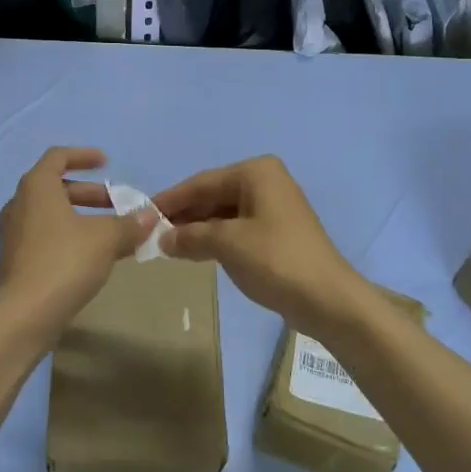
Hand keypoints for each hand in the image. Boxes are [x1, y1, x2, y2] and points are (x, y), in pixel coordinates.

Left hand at [0, 147, 155, 344]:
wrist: (23, 316)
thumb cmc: (64, 262)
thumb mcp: (105, 239)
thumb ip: (129, 224)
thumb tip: (150, 215)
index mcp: (37, 187)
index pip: (58, 157)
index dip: (84, 156)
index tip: (107, 162)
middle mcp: (20, 204)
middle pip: (57, 187)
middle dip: (91, 194)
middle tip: (118, 204)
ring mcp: (15, 234)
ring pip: (53, 215)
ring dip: (83, 218)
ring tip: (113, 233)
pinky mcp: (17, 261)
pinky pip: (48, 237)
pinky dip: (71, 237)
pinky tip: (95, 257)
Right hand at [153, 156, 371, 337]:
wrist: (328, 299)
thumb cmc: (276, 260)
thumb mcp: (227, 244)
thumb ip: (190, 236)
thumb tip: (161, 238)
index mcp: (256, 172)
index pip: (202, 182)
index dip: (170, 199)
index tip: (142, 213)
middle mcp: (266, 181)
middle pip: (213, 195)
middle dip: (184, 215)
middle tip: (151, 233)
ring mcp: (274, 206)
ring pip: (224, 213)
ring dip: (197, 229)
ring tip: (167, 244)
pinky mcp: (277, 231)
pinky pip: (237, 227)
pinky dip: (215, 238)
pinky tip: (195, 251)